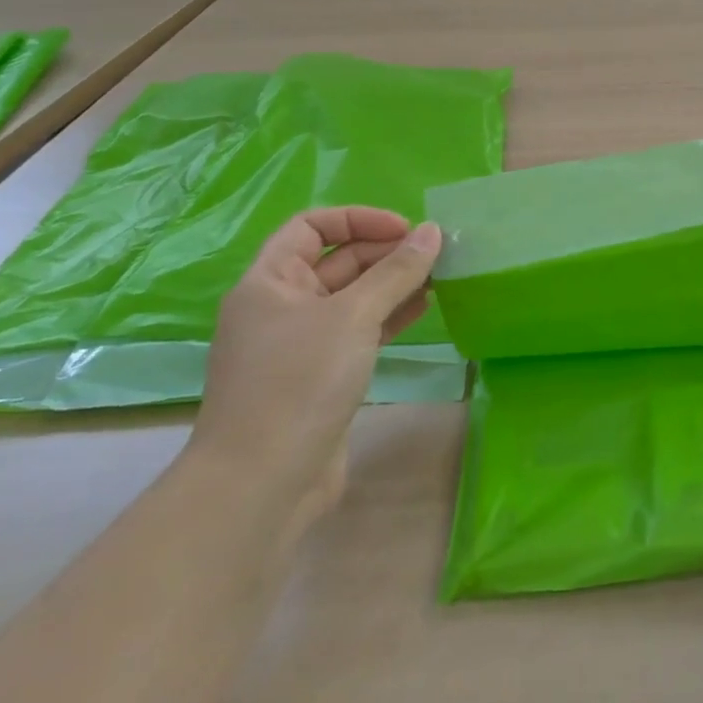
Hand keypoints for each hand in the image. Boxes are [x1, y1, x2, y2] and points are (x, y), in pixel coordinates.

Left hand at [188, 208, 442, 530]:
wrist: (263, 484)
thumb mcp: (353, 316)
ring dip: (392, 284)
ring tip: (439, 277)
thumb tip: (432, 231)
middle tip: (435, 254)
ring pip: (352, 298)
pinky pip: (358, 331)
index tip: (405, 229)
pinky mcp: (320, 376)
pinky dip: (388, 316)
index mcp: (270, 281)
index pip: (312, 226)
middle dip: (384, 253)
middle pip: (336, 261)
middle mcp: (280, 306)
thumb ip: (396, 272)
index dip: (359, 219)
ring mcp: (300, 344)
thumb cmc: (299, 382)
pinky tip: (423, 310)